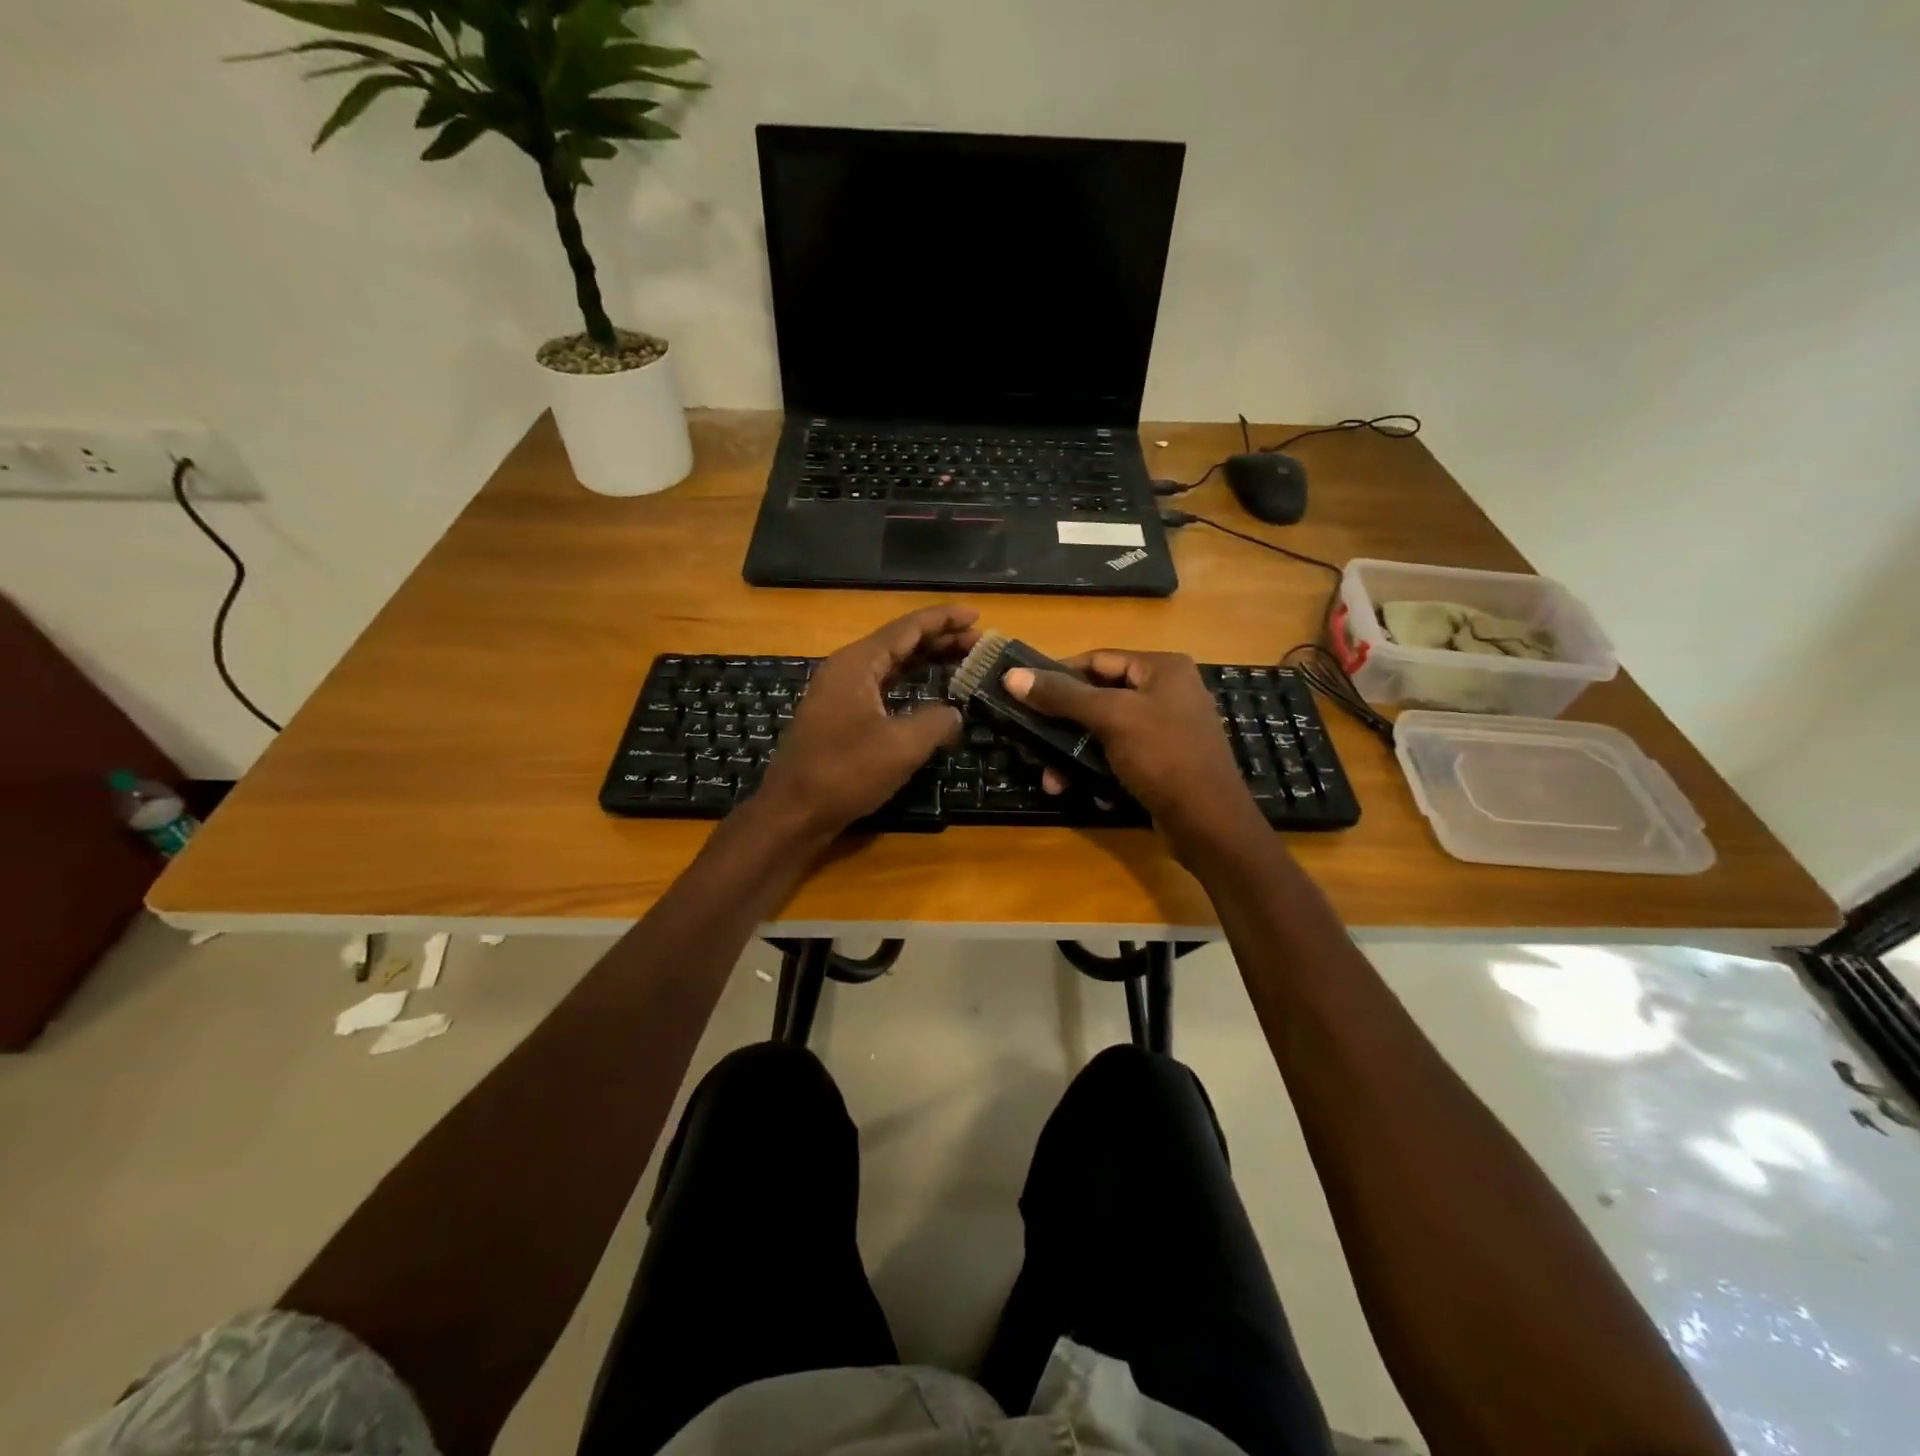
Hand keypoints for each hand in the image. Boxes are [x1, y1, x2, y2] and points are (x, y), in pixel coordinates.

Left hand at [756, 605, 980, 836]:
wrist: (793, 811)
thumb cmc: (846, 772)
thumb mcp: (902, 745)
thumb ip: (937, 721)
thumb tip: (954, 714)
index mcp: (858, 663)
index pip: (907, 628)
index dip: (944, 620)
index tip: (976, 615)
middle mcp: (846, 669)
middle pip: (898, 642)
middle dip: (939, 640)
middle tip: (977, 642)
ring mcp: (839, 693)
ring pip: (889, 666)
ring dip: (924, 662)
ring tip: (960, 661)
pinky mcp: (838, 717)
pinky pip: (880, 687)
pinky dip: (908, 684)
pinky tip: (927, 694)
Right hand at [1003, 650, 1261, 853]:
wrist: (1208, 823)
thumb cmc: (1163, 756)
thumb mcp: (1111, 718)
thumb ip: (1062, 695)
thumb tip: (1011, 675)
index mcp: (1163, 668)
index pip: (1097, 659)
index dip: (1058, 675)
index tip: (1023, 694)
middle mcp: (1168, 691)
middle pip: (1099, 696)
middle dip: (1064, 725)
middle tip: (1033, 742)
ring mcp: (1167, 728)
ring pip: (1106, 731)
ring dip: (1076, 755)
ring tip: (1053, 781)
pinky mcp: (1164, 761)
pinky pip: (1121, 756)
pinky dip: (1101, 771)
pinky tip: (1092, 793)